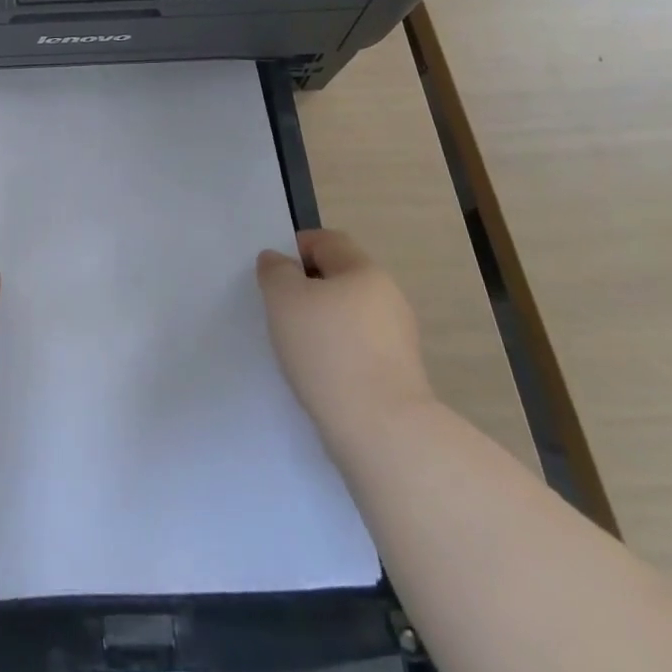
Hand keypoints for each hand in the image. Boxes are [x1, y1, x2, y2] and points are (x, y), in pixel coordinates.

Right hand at [257, 229, 435, 447]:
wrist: (382, 431)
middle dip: (307, 288)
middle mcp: (388, 297)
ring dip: (322, 323)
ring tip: (295, 347)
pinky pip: (359, 348)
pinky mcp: (399, 374)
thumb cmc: (327, 351)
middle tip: (278, 310)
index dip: (295, 248)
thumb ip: (275, 271)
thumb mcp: (284, 299)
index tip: (272, 275)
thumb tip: (278, 261)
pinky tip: (318, 374)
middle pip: (340, 277)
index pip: (327, 240)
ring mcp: (398, 338)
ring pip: (349, 315)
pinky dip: (337, 352)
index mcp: (364, 270)